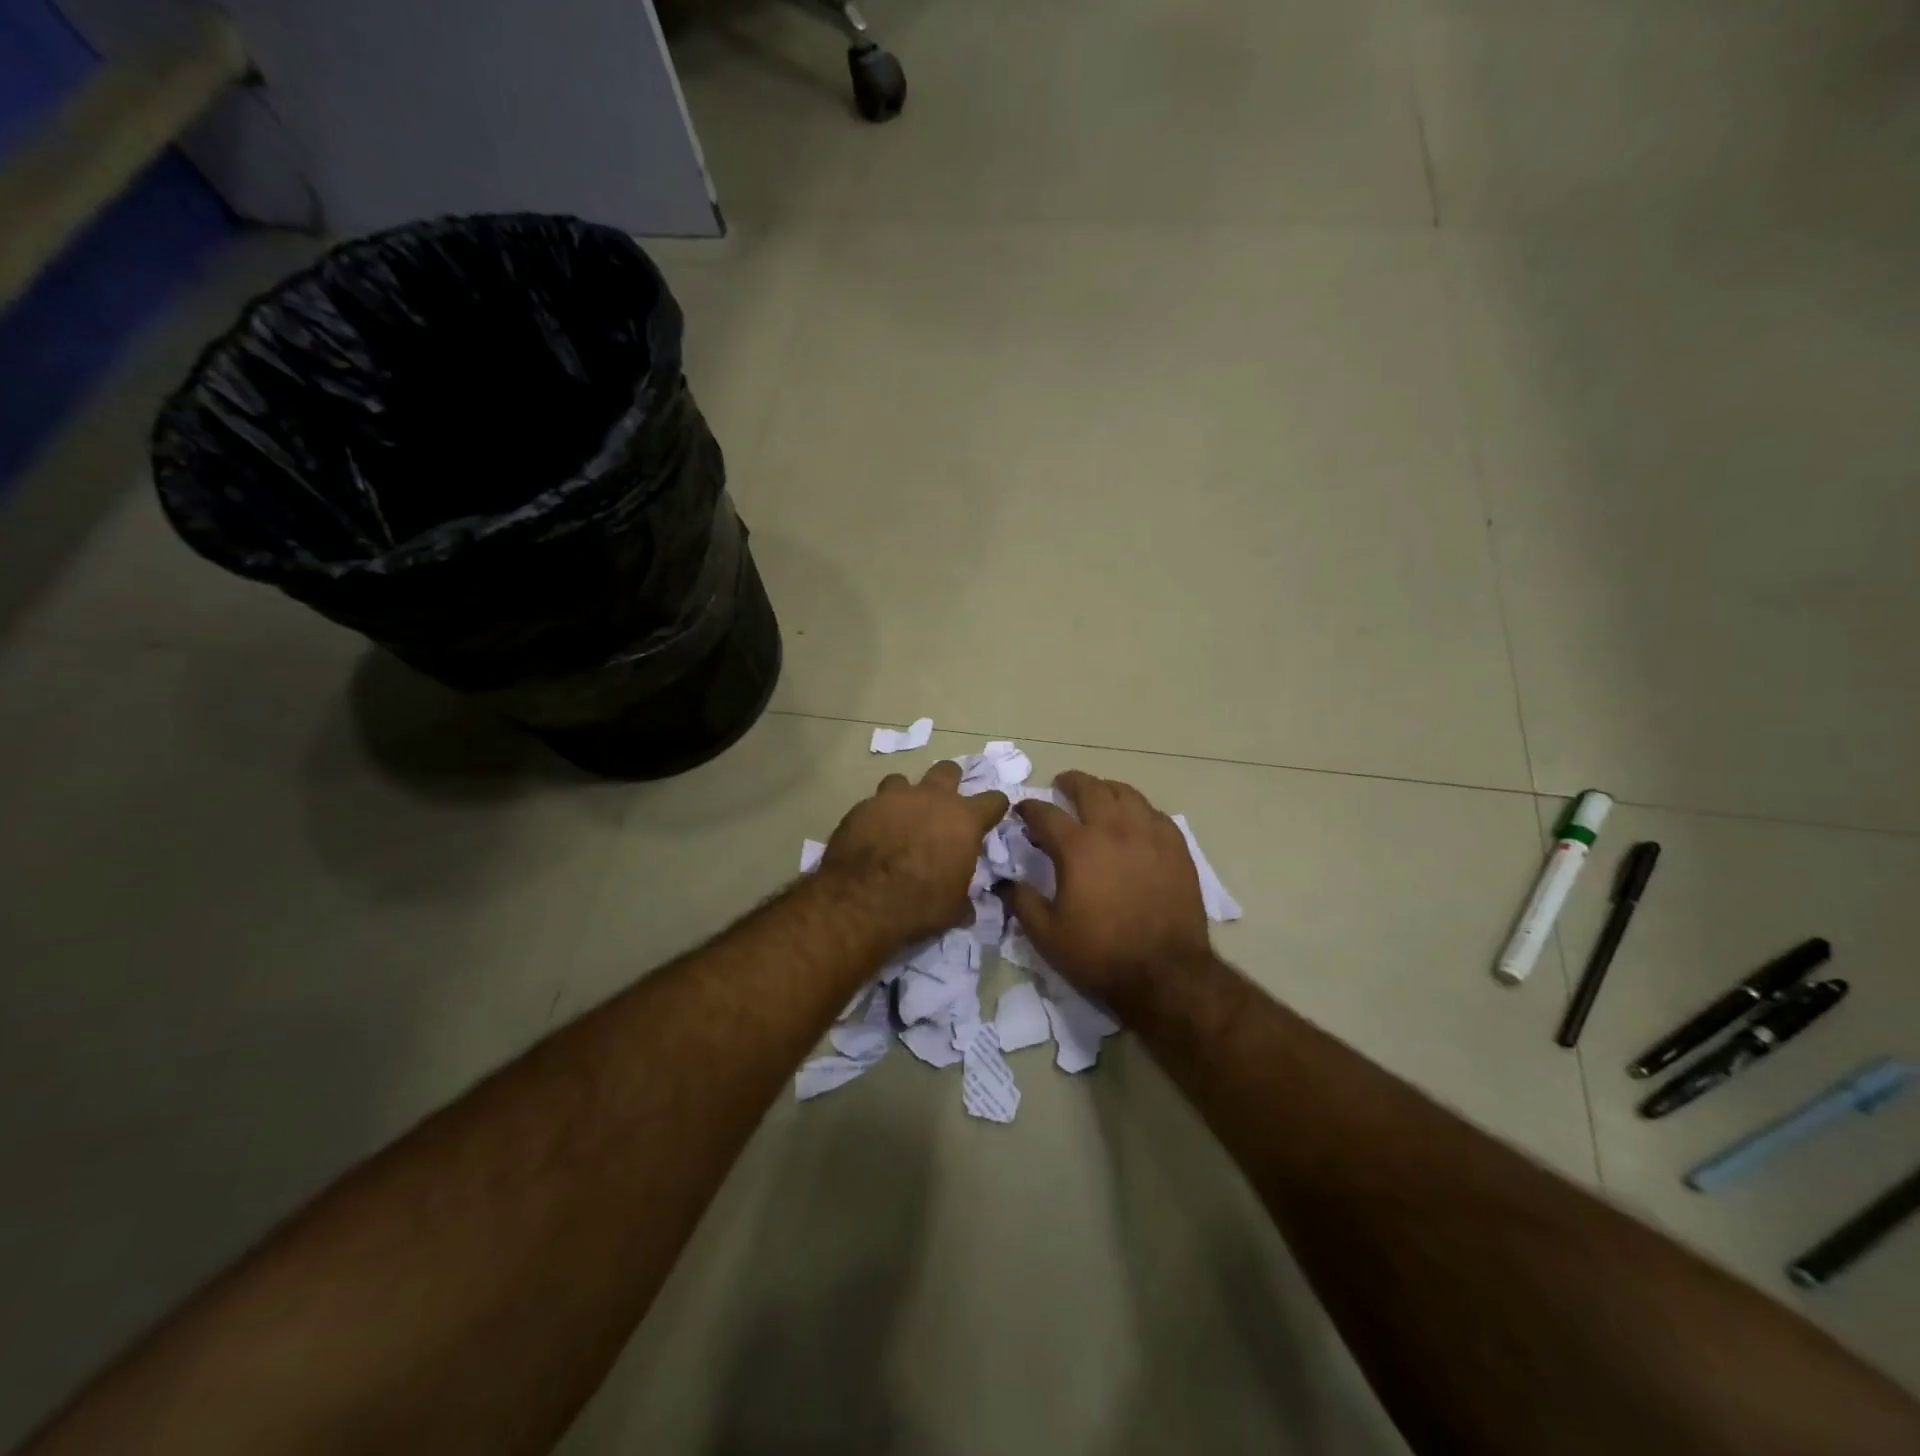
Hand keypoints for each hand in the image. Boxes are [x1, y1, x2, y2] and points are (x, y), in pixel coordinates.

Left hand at [819, 761, 1008, 946]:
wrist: (862, 899)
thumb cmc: (920, 903)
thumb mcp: (953, 908)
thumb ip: (963, 898)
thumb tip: (968, 910)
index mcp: (964, 820)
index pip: (994, 800)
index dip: (994, 808)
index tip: (991, 817)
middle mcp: (932, 798)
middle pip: (948, 770)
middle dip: (949, 783)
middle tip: (943, 805)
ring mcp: (895, 798)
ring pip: (904, 780)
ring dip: (905, 796)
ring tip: (900, 817)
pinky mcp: (863, 806)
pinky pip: (874, 802)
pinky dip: (876, 814)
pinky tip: (872, 833)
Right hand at [999, 771, 1210, 1007]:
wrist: (1165, 973)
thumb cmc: (1100, 954)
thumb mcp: (1047, 936)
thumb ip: (1022, 902)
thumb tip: (1004, 882)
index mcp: (1078, 847)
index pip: (1045, 813)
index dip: (1029, 808)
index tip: (1022, 810)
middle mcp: (1114, 829)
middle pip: (1090, 789)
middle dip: (1070, 782)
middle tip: (1061, 785)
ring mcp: (1149, 834)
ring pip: (1126, 793)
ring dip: (1105, 789)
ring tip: (1098, 795)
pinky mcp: (1176, 847)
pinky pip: (1155, 813)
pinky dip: (1137, 809)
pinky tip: (1134, 819)